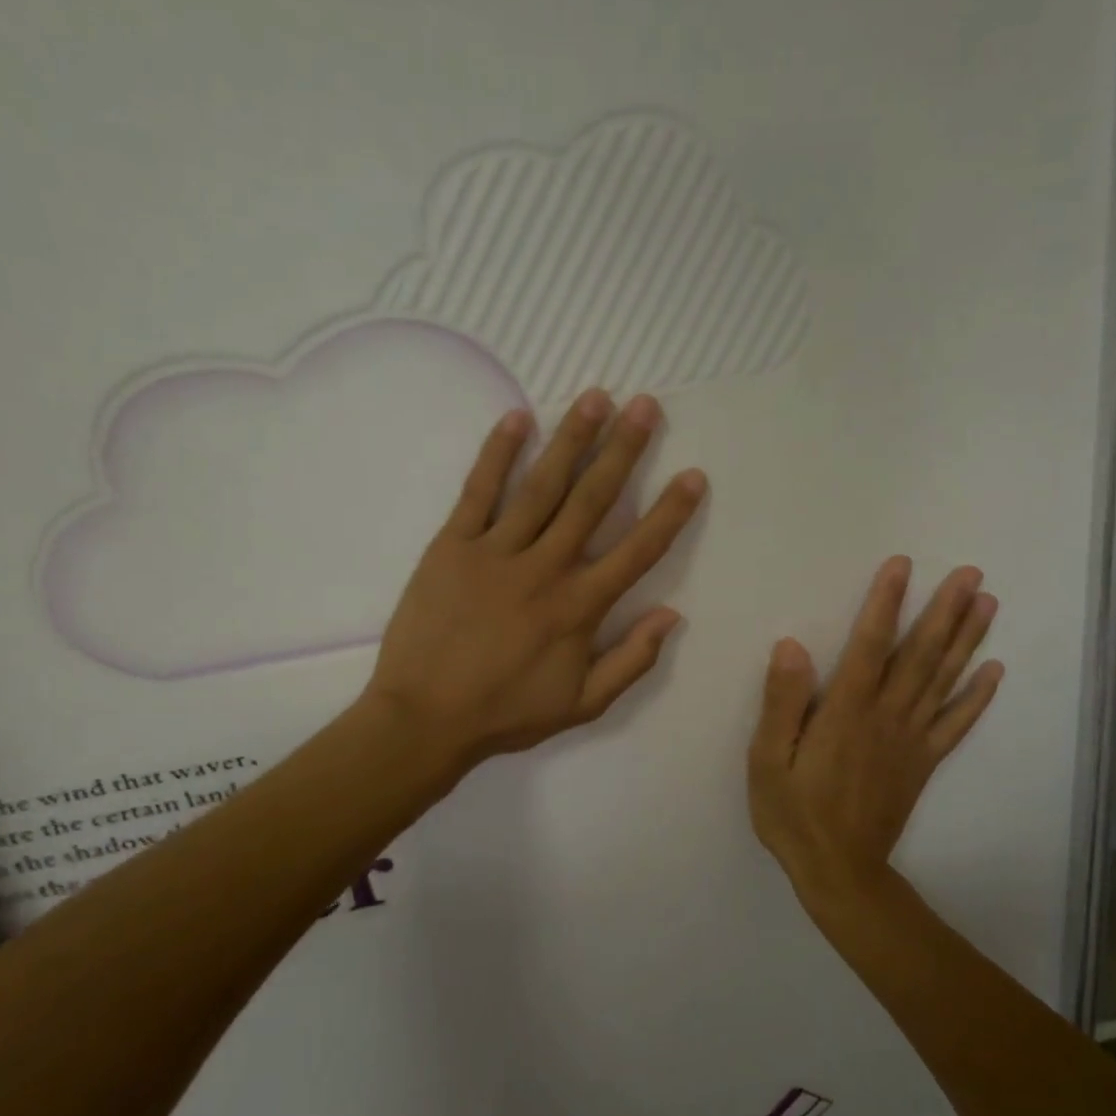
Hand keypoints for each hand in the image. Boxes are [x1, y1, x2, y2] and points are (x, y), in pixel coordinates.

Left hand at [364, 389, 705, 774]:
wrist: (423, 718)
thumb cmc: (506, 713)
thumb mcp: (583, 705)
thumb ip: (632, 661)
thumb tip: (671, 616)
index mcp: (580, 607)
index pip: (637, 549)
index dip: (670, 512)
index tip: (693, 474)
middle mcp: (545, 568)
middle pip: (592, 500)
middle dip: (623, 450)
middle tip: (645, 406)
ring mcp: (495, 551)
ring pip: (542, 486)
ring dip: (572, 439)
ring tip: (596, 397)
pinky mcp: (452, 546)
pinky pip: (478, 492)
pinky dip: (498, 454)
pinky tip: (518, 418)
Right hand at [748, 556, 1002, 915]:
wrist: (839, 872)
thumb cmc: (794, 814)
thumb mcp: (767, 761)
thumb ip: (782, 703)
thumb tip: (791, 646)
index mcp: (846, 712)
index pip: (870, 646)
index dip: (885, 603)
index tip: (902, 565)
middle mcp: (886, 718)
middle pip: (920, 656)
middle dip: (945, 611)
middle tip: (971, 573)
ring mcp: (911, 740)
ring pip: (944, 681)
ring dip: (967, 641)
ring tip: (988, 604)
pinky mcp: (924, 763)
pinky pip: (956, 725)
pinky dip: (977, 698)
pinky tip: (994, 672)